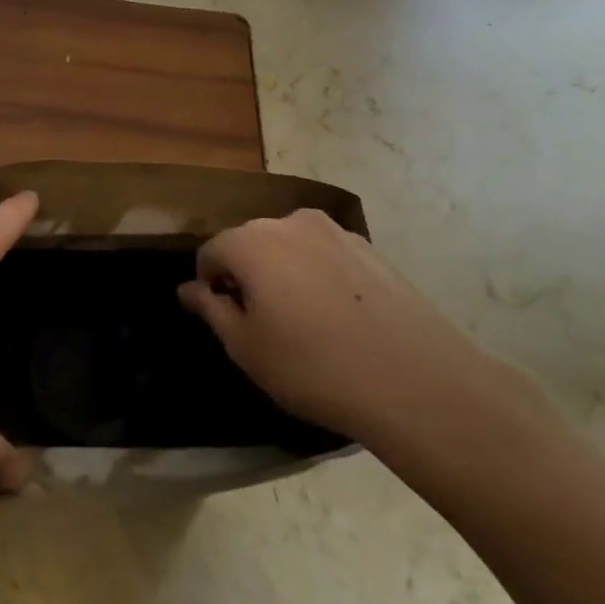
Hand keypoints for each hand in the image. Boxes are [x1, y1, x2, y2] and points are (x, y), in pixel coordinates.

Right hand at [176, 209, 499, 439]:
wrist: (416, 381)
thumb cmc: (313, 366)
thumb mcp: (246, 347)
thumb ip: (211, 309)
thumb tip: (188, 289)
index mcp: (252, 241)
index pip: (211, 252)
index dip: (208, 286)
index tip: (224, 320)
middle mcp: (290, 222)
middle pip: (251, 243)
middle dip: (246, 274)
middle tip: (260, 323)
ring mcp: (336, 231)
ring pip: (290, 247)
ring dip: (283, 273)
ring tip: (302, 321)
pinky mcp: (371, 248)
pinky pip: (326, 255)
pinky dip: (318, 276)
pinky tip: (338, 318)